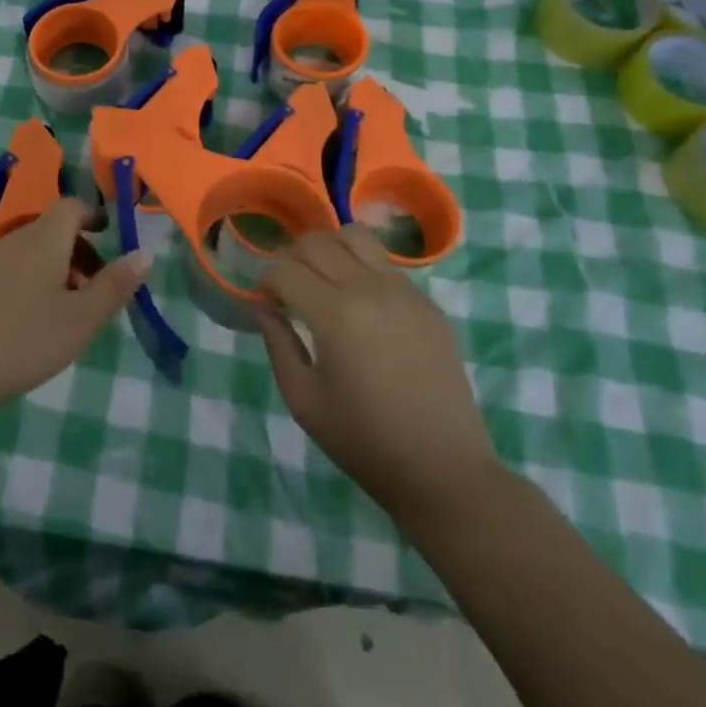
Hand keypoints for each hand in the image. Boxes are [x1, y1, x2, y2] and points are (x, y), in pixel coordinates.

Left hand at [0, 198, 150, 420]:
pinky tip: (21, 325)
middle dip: (77, 251)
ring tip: (61, 314)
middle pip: (50, 231)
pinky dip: (23, 284)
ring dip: (50, 270)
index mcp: (43, 239)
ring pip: (26, 253)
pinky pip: (3, 272)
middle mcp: (11, 240)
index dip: (93, 215)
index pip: (71, 206)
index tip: (110, 237)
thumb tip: (144, 253)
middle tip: (92, 290)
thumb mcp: (81, 320)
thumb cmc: (22, 342)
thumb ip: (114, 285)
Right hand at [259, 226, 501, 530]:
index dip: (265, 283)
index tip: (266, 306)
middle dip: (292, 259)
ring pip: (355, 236)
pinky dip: (362, 269)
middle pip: (317, 241)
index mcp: (335, 314)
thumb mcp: (303, 401)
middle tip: (289, 292)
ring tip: (325, 284)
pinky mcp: (428, 303)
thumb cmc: (364, 442)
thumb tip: (263, 307)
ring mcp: (404, 292)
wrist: (443, 470)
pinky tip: (362, 308)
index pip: (284, 269)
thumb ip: (277, 344)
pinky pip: (385, 264)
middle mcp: (370, 289)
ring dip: (330, 251)